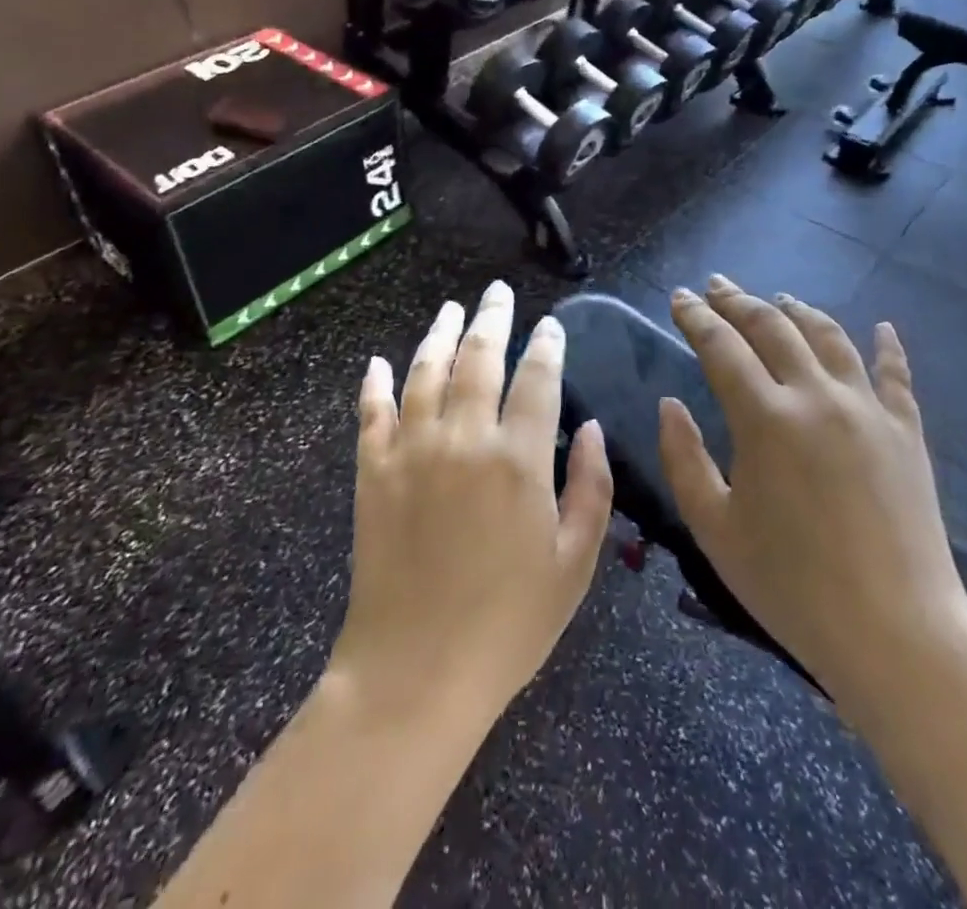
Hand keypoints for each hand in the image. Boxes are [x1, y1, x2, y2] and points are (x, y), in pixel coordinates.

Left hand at [329, 282, 613, 726]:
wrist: (414, 673)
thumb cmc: (508, 625)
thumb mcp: (574, 565)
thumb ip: (592, 489)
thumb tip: (594, 429)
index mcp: (519, 459)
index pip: (538, 379)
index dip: (547, 346)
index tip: (551, 325)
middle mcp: (464, 439)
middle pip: (480, 359)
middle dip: (492, 319)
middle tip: (497, 292)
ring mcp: (412, 451)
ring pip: (426, 371)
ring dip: (440, 334)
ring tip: (451, 308)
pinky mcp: (373, 471)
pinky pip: (372, 412)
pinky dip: (375, 383)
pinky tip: (378, 361)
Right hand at [657, 275, 966, 707]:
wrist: (897, 634)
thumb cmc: (792, 587)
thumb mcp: (714, 528)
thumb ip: (683, 458)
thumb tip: (670, 404)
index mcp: (765, 418)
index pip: (721, 346)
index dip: (696, 316)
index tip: (680, 296)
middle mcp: (816, 397)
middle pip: (773, 327)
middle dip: (739, 301)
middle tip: (717, 286)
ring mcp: (868, 410)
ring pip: (829, 337)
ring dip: (798, 311)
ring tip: (779, 298)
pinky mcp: (907, 432)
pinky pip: (895, 375)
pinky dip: (886, 346)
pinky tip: (882, 328)